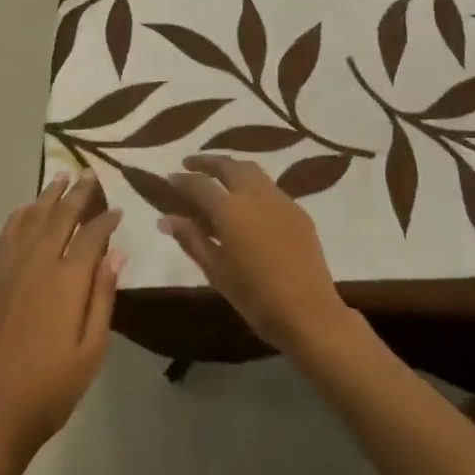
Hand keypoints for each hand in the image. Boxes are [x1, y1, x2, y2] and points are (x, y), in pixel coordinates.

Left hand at [0, 172, 122, 471]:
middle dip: (77, 194)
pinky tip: (26, 209)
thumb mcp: (91, 350)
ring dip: (47, 197)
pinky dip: (19, 217)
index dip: (105, 220)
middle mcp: (37, 263)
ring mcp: (9, 269)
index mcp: (66, 280)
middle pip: (60, 218)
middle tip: (89, 174)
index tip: (117, 208)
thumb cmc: (50, 389)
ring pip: (31, 220)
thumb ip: (103, 297)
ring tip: (60, 177)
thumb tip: (116, 253)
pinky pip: (7, 236)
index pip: (91, 237)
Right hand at [162, 155, 350, 354]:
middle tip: (191, 163)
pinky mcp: (298, 212)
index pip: (199, 184)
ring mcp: (281, 200)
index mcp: (230, 211)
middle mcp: (255, 196)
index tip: (170, 178)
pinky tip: (247, 202)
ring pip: (252, 170)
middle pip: (228, 165)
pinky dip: (252, 184)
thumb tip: (166, 219)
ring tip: (218, 176)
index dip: (182, 179)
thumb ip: (191, 239)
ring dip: (231, 168)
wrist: (309, 313)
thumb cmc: (255, 297)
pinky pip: (270, 187)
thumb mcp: (216, 271)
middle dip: (207, 161)